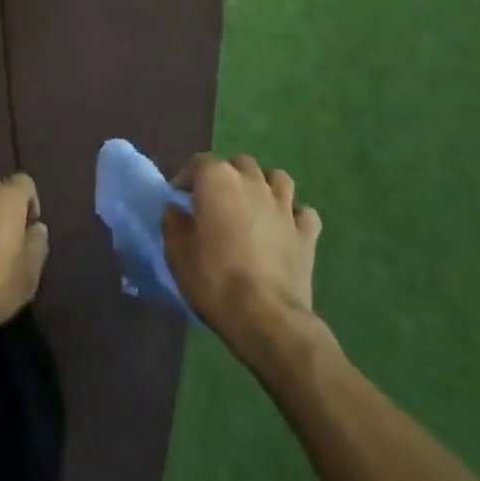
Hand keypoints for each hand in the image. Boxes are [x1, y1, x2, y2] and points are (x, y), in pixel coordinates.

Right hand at [163, 154, 324, 350]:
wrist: (266, 318)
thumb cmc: (215, 280)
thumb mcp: (177, 253)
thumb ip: (173, 222)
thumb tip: (176, 210)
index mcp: (218, 179)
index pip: (199, 162)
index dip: (187, 178)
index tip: (179, 200)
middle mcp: (252, 182)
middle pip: (239, 164)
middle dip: (227, 177)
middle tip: (217, 203)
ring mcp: (284, 206)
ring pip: (277, 178)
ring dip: (264, 186)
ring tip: (254, 207)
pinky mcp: (306, 233)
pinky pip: (304, 213)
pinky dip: (294, 216)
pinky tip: (286, 229)